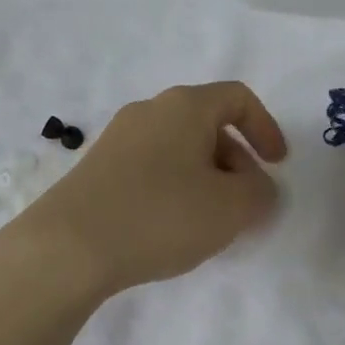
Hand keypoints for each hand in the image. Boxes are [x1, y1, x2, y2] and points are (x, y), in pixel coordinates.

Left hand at [14, 82, 287, 295]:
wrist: (67, 247)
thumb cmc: (159, 215)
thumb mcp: (230, 209)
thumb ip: (260, 193)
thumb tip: (258, 188)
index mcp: (185, 106)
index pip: (238, 98)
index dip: (266, 128)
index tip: (278, 166)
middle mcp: (150, 110)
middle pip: (207, 123)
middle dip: (236, 161)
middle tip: (245, 203)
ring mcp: (118, 138)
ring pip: (178, 147)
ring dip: (206, 177)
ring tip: (209, 221)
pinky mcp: (96, 167)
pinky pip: (151, 166)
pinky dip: (174, 187)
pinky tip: (170, 227)